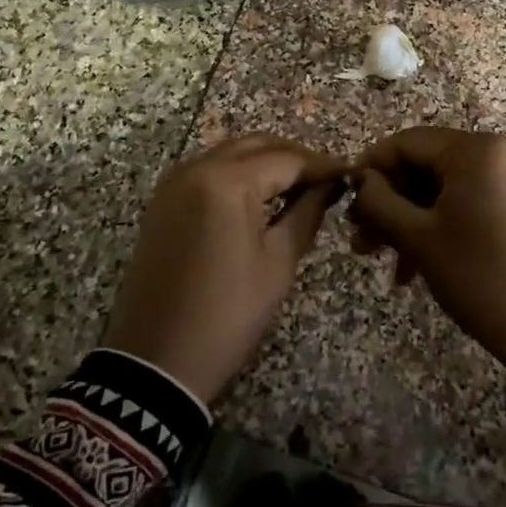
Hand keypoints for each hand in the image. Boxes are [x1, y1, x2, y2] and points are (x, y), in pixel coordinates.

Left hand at [105, 135, 347, 402]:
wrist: (154, 361)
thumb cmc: (227, 314)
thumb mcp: (278, 264)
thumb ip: (306, 213)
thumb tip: (329, 186)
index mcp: (227, 181)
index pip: (287, 159)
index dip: (322, 166)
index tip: (351, 175)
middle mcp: (197, 167)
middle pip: (257, 145)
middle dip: (294, 158)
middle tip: (326, 181)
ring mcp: (174, 182)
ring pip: (231, 153)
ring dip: (266, 162)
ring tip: (298, 188)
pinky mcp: (163, 201)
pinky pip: (208, 170)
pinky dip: (238, 173)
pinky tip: (260, 196)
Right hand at [349, 128, 505, 368]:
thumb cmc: (479, 275)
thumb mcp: (419, 238)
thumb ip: (380, 201)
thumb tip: (360, 179)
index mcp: (477, 150)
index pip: (407, 142)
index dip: (371, 167)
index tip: (345, 198)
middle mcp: (500, 151)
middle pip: (427, 165)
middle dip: (390, 202)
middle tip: (359, 238)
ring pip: (446, 187)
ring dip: (411, 219)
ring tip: (381, 258)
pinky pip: (471, 201)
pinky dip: (441, 224)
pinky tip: (415, 265)